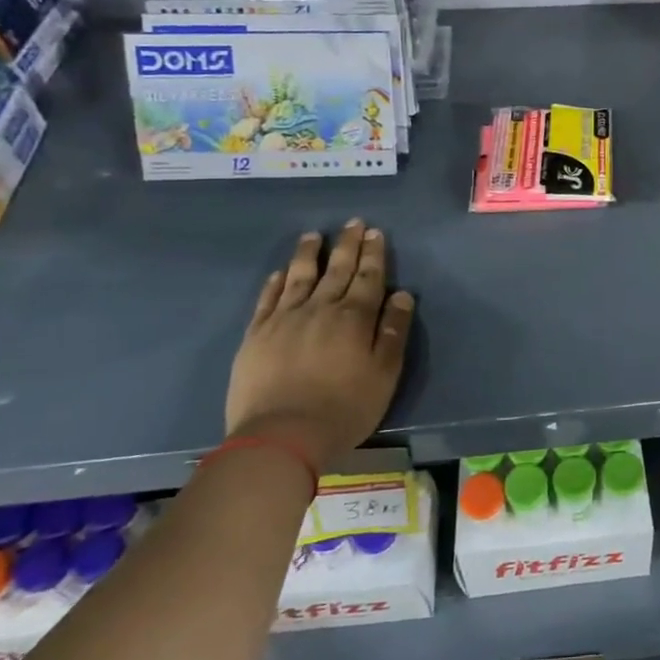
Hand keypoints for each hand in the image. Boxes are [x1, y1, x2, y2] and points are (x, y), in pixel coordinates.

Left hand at [225, 221, 415, 470]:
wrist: (281, 436)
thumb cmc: (344, 408)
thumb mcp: (385, 373)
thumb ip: (394, 331)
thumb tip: (403, 295)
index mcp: (354, 317)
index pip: (368, 277)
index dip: (373, 254)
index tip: (375, 233)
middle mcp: (320, 308)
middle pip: (337, 270)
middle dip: (347, 245)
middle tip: (352, 223)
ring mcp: (284, 319)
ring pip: (299, 276)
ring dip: (309, 254)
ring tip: (314, 235)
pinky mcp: (256, 335)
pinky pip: (268, 299)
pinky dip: (276, 282)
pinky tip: (281, 272)